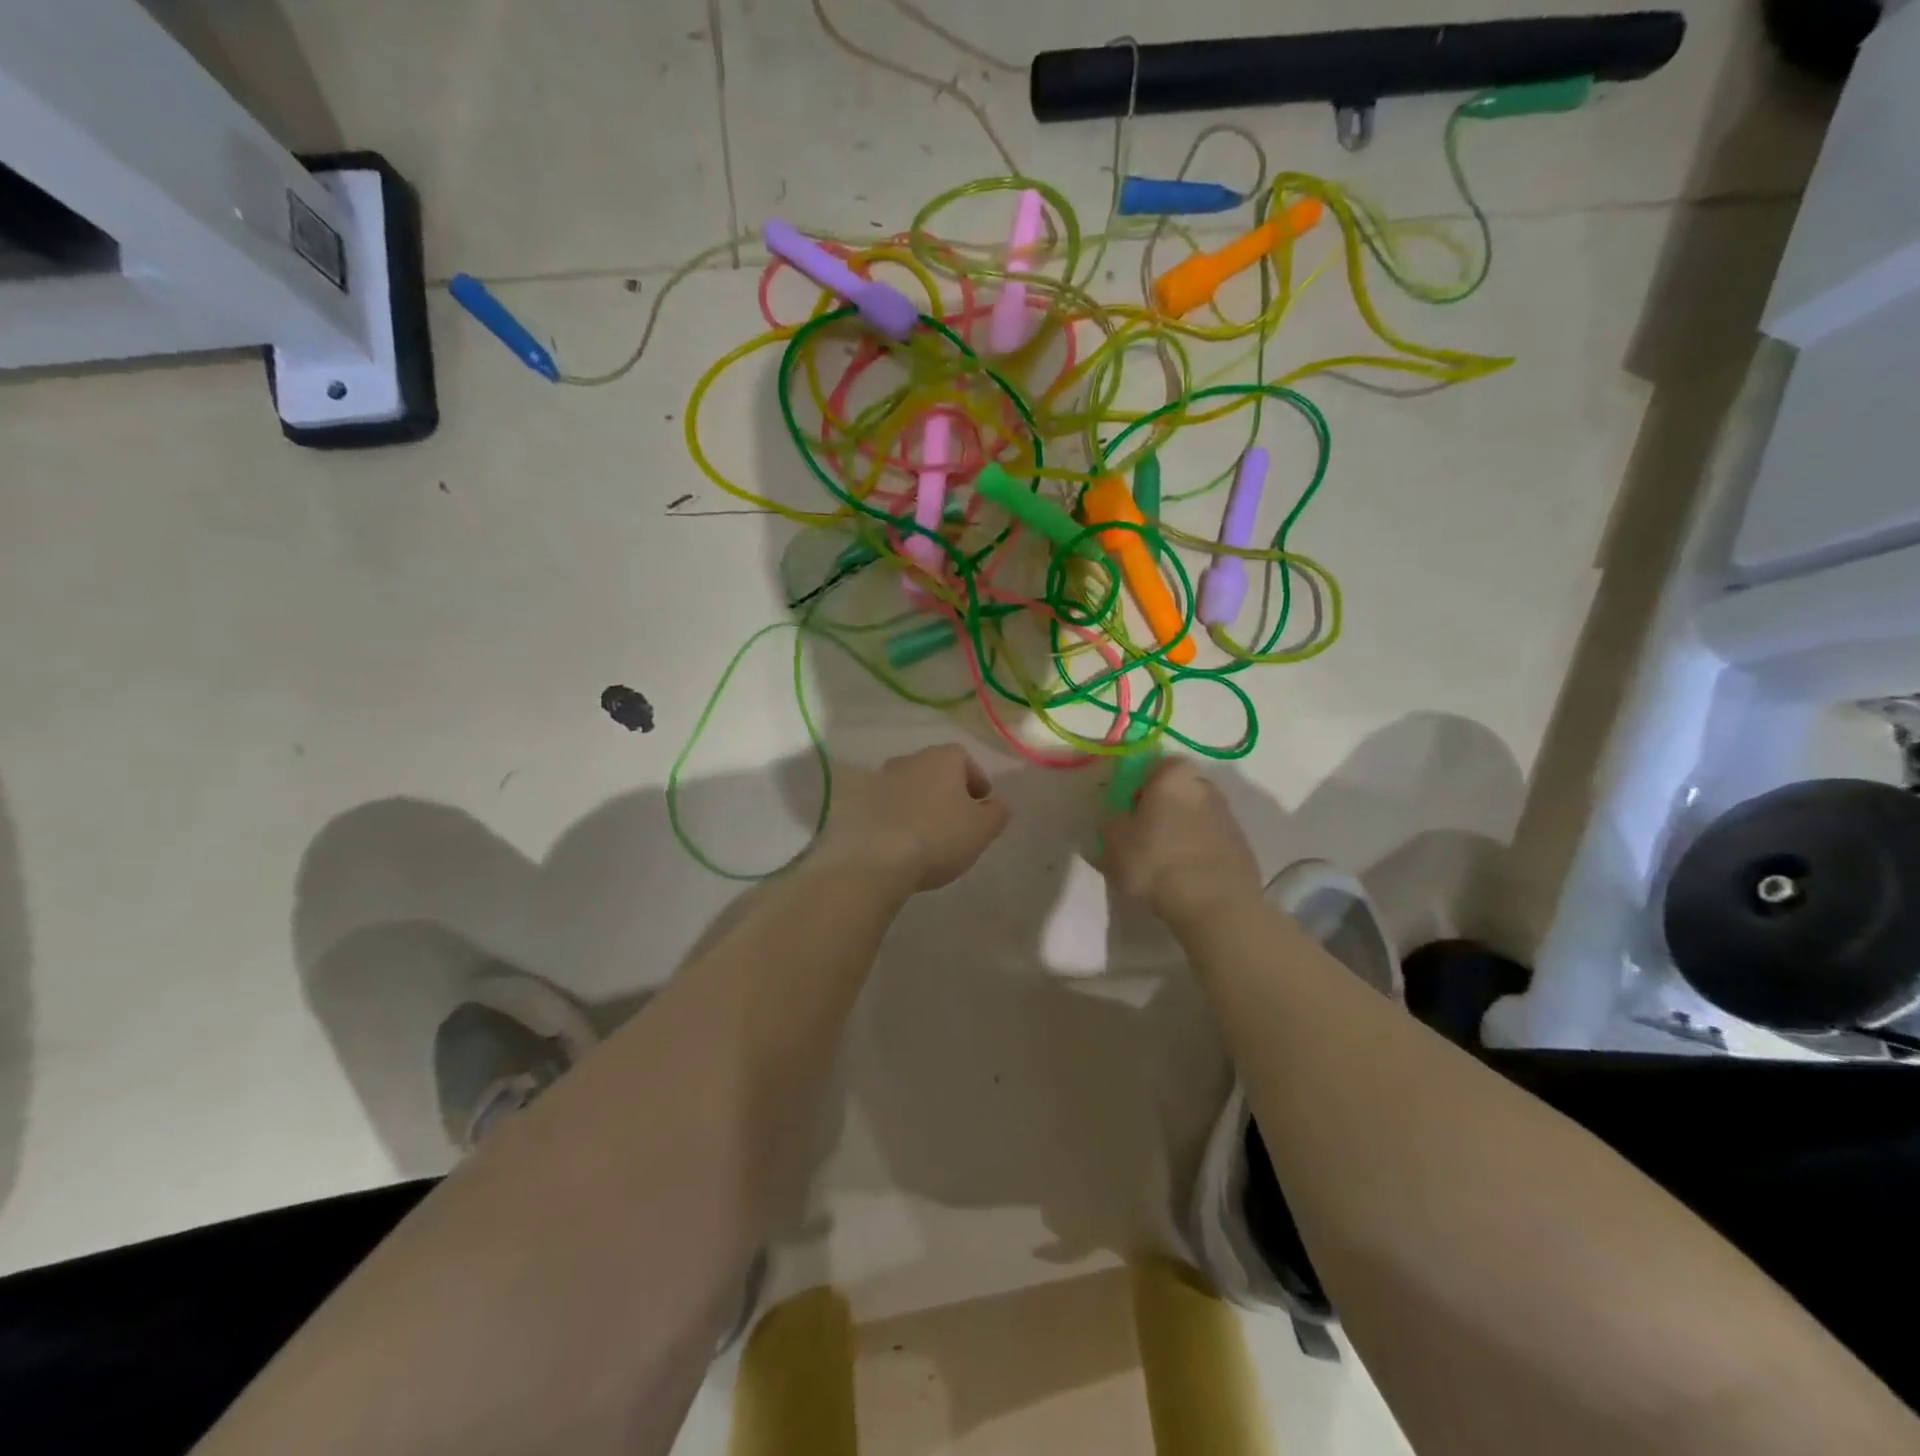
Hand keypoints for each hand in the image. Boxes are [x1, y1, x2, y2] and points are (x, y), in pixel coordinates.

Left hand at [817, 745, 1011, 892]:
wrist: (876, 860)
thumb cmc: (938, 838)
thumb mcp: (982, 830)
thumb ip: (997, 812)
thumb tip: (1000, 803)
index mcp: (942, 758)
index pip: (964, 758)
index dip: (976, 779)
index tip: (981, 803)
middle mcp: (909, 759)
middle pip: (935, 769)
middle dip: (948, 790)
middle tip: (957, 819)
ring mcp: (879, 779)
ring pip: (909, 786)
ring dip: (920, 802)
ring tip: (928, 832)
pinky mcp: (858, 802)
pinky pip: (886, 804)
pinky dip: (897, 815)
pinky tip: (902, 839)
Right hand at [1096, 758, 1261, 925]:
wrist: (1216, 905)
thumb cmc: (1157, 862)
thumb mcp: (1114, 842)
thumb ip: (1112, 822)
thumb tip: (1119, 819)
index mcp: (1174, 775)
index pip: (1153, 765)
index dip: (1136, 785)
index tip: (1126, 810)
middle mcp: (1206, 786)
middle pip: (1176, 789)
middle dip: (1160, 806)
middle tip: (1141, 834)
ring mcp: (1229, 816)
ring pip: (1195, 815)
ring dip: (1180, 830)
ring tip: (1162, 862)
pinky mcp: (1242, 846)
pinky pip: (1210, 840)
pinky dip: (1197, 850)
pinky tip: (1184, 876)